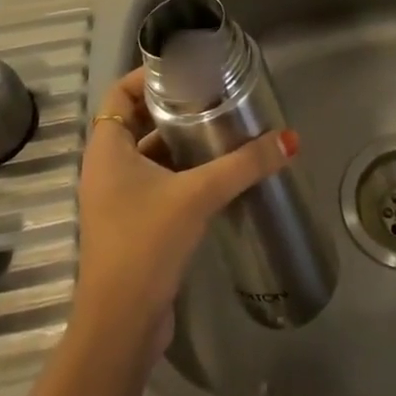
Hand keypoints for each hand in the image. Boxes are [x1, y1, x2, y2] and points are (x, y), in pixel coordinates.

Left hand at [75, 68, 297, 354]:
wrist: (121, 327)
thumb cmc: (146, 244)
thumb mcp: (198, 195)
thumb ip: (244, 165)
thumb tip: (289, 140)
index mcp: (107, 149)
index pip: (121, 92)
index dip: (148, 75)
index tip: (187, 68)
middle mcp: (106, 168)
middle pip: (137, 119)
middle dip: (173, 106)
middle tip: (213, 94)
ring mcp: (117, 199)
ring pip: (149, 153)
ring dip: (180, 141)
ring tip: (221, 127)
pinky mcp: (132, 225)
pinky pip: (156, 182)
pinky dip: (181, 171)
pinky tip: (216, 173)